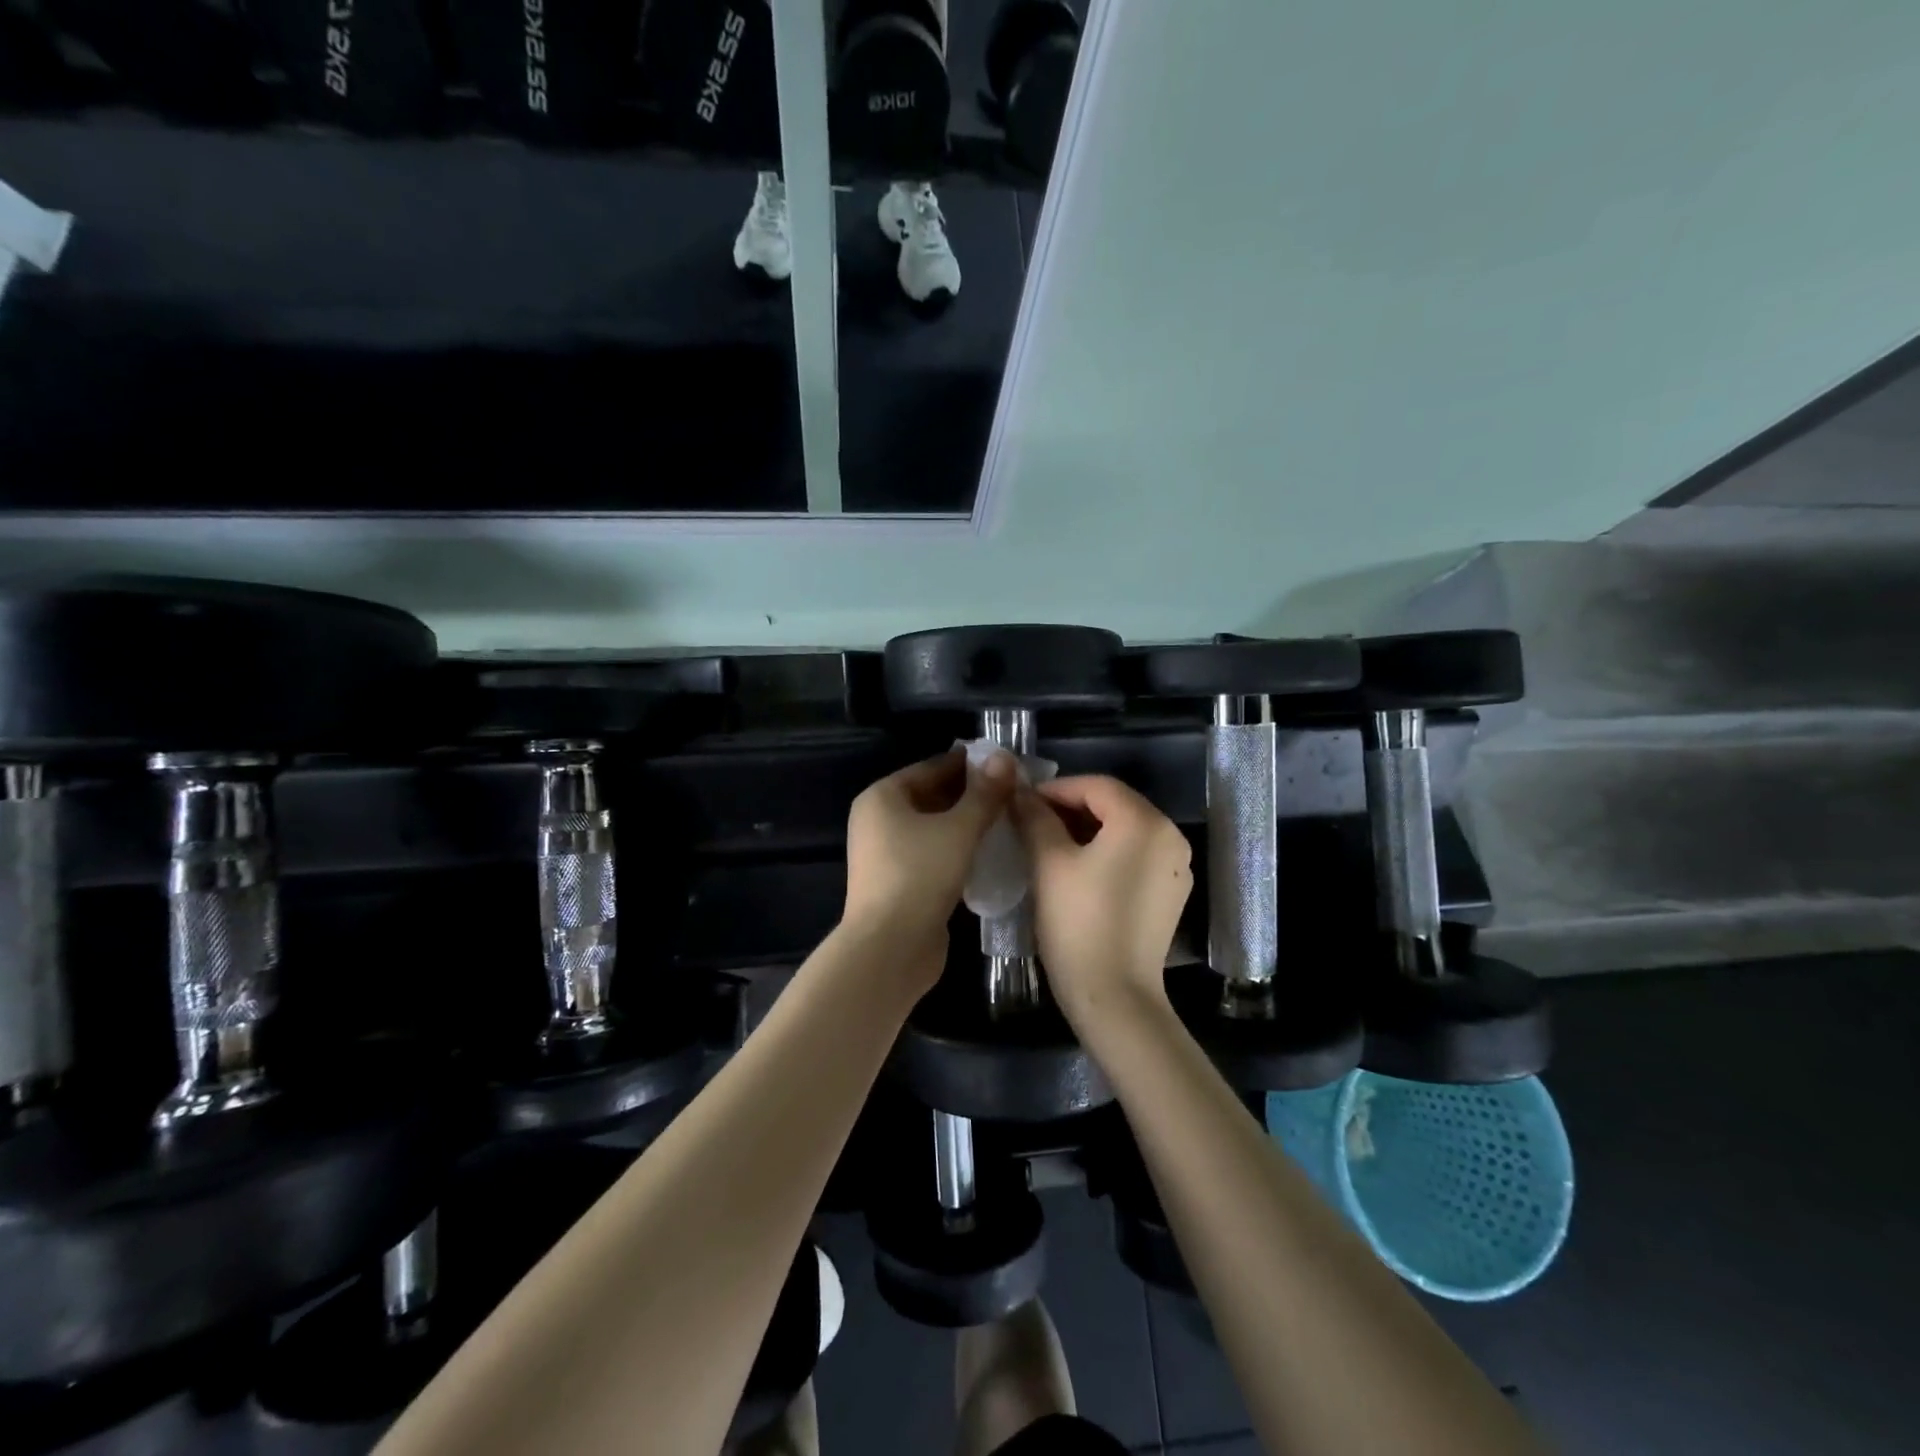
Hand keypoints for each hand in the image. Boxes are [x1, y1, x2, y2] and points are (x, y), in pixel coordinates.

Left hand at [842, 749, 1016, 983]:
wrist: (890, 948)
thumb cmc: (920, 875)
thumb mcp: (959, 829)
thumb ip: (984, 794)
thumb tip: (1004, 758)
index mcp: (882, 797)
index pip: (932, 768)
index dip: (970, 765)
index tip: (1007, 766)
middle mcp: (878, 821)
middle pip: (931, 797)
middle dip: (971, 796)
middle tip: (1014, 794)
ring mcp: (887, 854)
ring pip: (934, 828)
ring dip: (967, 825)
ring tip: (1008, 821)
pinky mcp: (900, 883)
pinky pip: (933, 855)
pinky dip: (958, 850)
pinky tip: (990, 853)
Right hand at [1014, 775, 1191, 1028]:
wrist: (1114, 996)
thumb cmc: (1078, 923)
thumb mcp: (1049, 863)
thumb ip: (1035, 818)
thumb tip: (1020, 793)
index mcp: (1144, 822)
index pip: (1096, 785)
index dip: (1056, 789)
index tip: (1022, 802)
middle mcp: (1169, 835)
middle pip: (1115, 804)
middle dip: (1071, 807)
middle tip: (1032, 820)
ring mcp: (1176, 865)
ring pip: (1126, 829)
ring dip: (1089, 829)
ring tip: (1050, 841)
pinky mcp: (1172, 892)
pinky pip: (1137, 854)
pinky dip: (1108, 851)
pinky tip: (1079, 867)